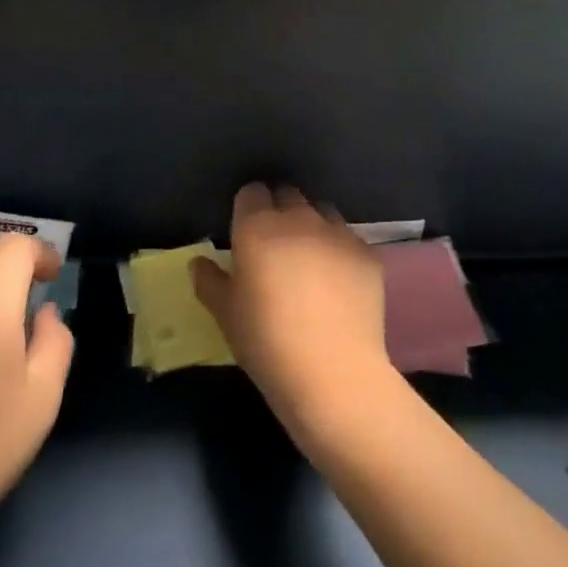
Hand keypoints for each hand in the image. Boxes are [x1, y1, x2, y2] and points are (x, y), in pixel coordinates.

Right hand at [193, 184, 399, 448]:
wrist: (333, 373)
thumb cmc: (267, 342)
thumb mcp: (226, 315)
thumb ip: (209, 281)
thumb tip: (199, 262)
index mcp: (258, 227)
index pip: (251, 193)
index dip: (247, 208)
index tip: (245, 232)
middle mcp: (299, 219)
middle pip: (288, 195)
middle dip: (279, 211)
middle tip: (274, 246)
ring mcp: (338, 233)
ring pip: (321, 212)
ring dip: (312, 226)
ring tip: (309, 260)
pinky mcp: (367, 253)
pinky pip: (349, 240)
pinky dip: (340, 252)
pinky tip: (339, 283)